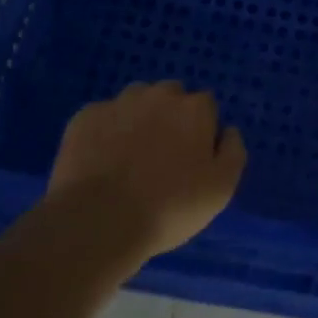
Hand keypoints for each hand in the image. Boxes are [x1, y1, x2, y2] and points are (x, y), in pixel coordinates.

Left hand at [46, 81, 246, 265]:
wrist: (99, 222)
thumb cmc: (169, 207)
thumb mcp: (220, 190)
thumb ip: (233, 152)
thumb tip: (228, 130)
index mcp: (194, 109)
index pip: (206, 106)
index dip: (201, 131)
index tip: (192, 158)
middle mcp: (159, 95)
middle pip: (171, 96)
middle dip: (170, 117)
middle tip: (162, 156)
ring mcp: (119, 102)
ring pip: (135, 101)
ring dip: (138, 119)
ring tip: (129, 157)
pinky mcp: (85, 116)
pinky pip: (102, 117)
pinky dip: (104, 132)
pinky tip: (100, 161)